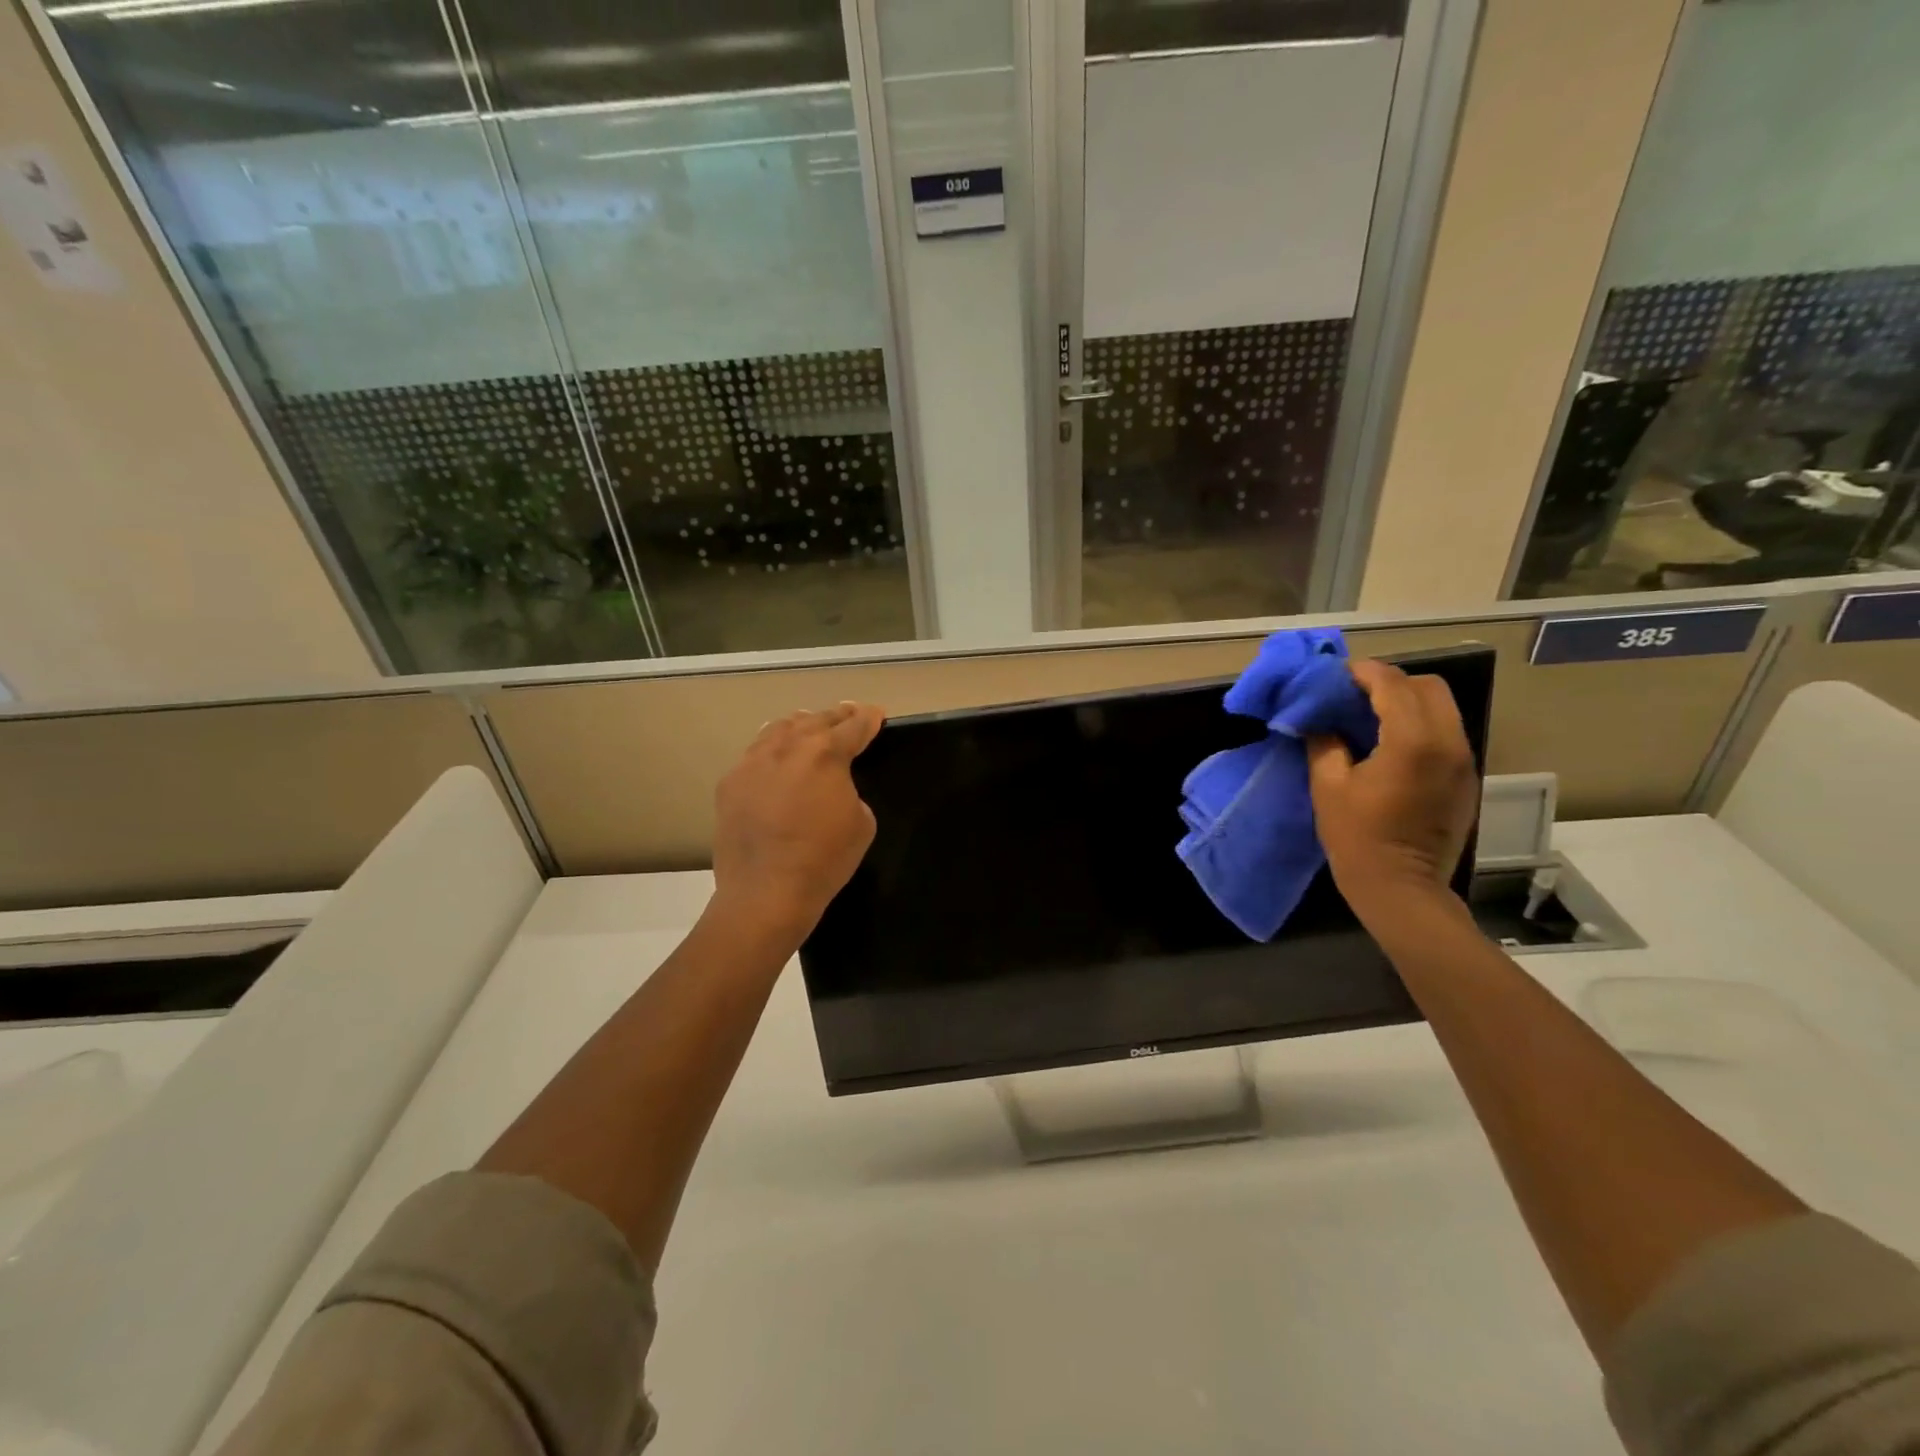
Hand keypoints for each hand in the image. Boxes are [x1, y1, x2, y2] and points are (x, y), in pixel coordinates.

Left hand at [711, 702, 885, 937]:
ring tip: (809, 726)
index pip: (854, 725)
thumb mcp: (862, 824)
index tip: (876, 715)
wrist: (766, 892)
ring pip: (779, 728)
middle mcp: (787, 747)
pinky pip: (755, 754)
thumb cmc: (824, 860)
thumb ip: (851, 792)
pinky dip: (772, 750)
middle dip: (837, 716)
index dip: (869, 718)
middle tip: (849, 714)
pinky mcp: (730, 783)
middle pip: (816, 719)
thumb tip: (833, 789)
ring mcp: (753, 762)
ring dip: (800, 725)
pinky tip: (775, 760)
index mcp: (826, 754)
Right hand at [1307, 660, 1477, 921]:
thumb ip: (1324, 742)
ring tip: (1371, 717)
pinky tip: (1391, 745)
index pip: (1392, 684)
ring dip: (1408, 702)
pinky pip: (1446, 733)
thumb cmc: (1357, 838)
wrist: (1402, 888)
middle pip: (1429, 687)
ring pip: (1443, 708)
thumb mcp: (1327, 786)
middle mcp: (1448, 742)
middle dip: (1392, 682)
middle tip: (1355, 695)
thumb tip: (1318, 719)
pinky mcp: (1465, 779)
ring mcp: (1463, 761)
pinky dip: (1420, 725)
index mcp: (1412, 741)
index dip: (1363, 673)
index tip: (1336, 676)